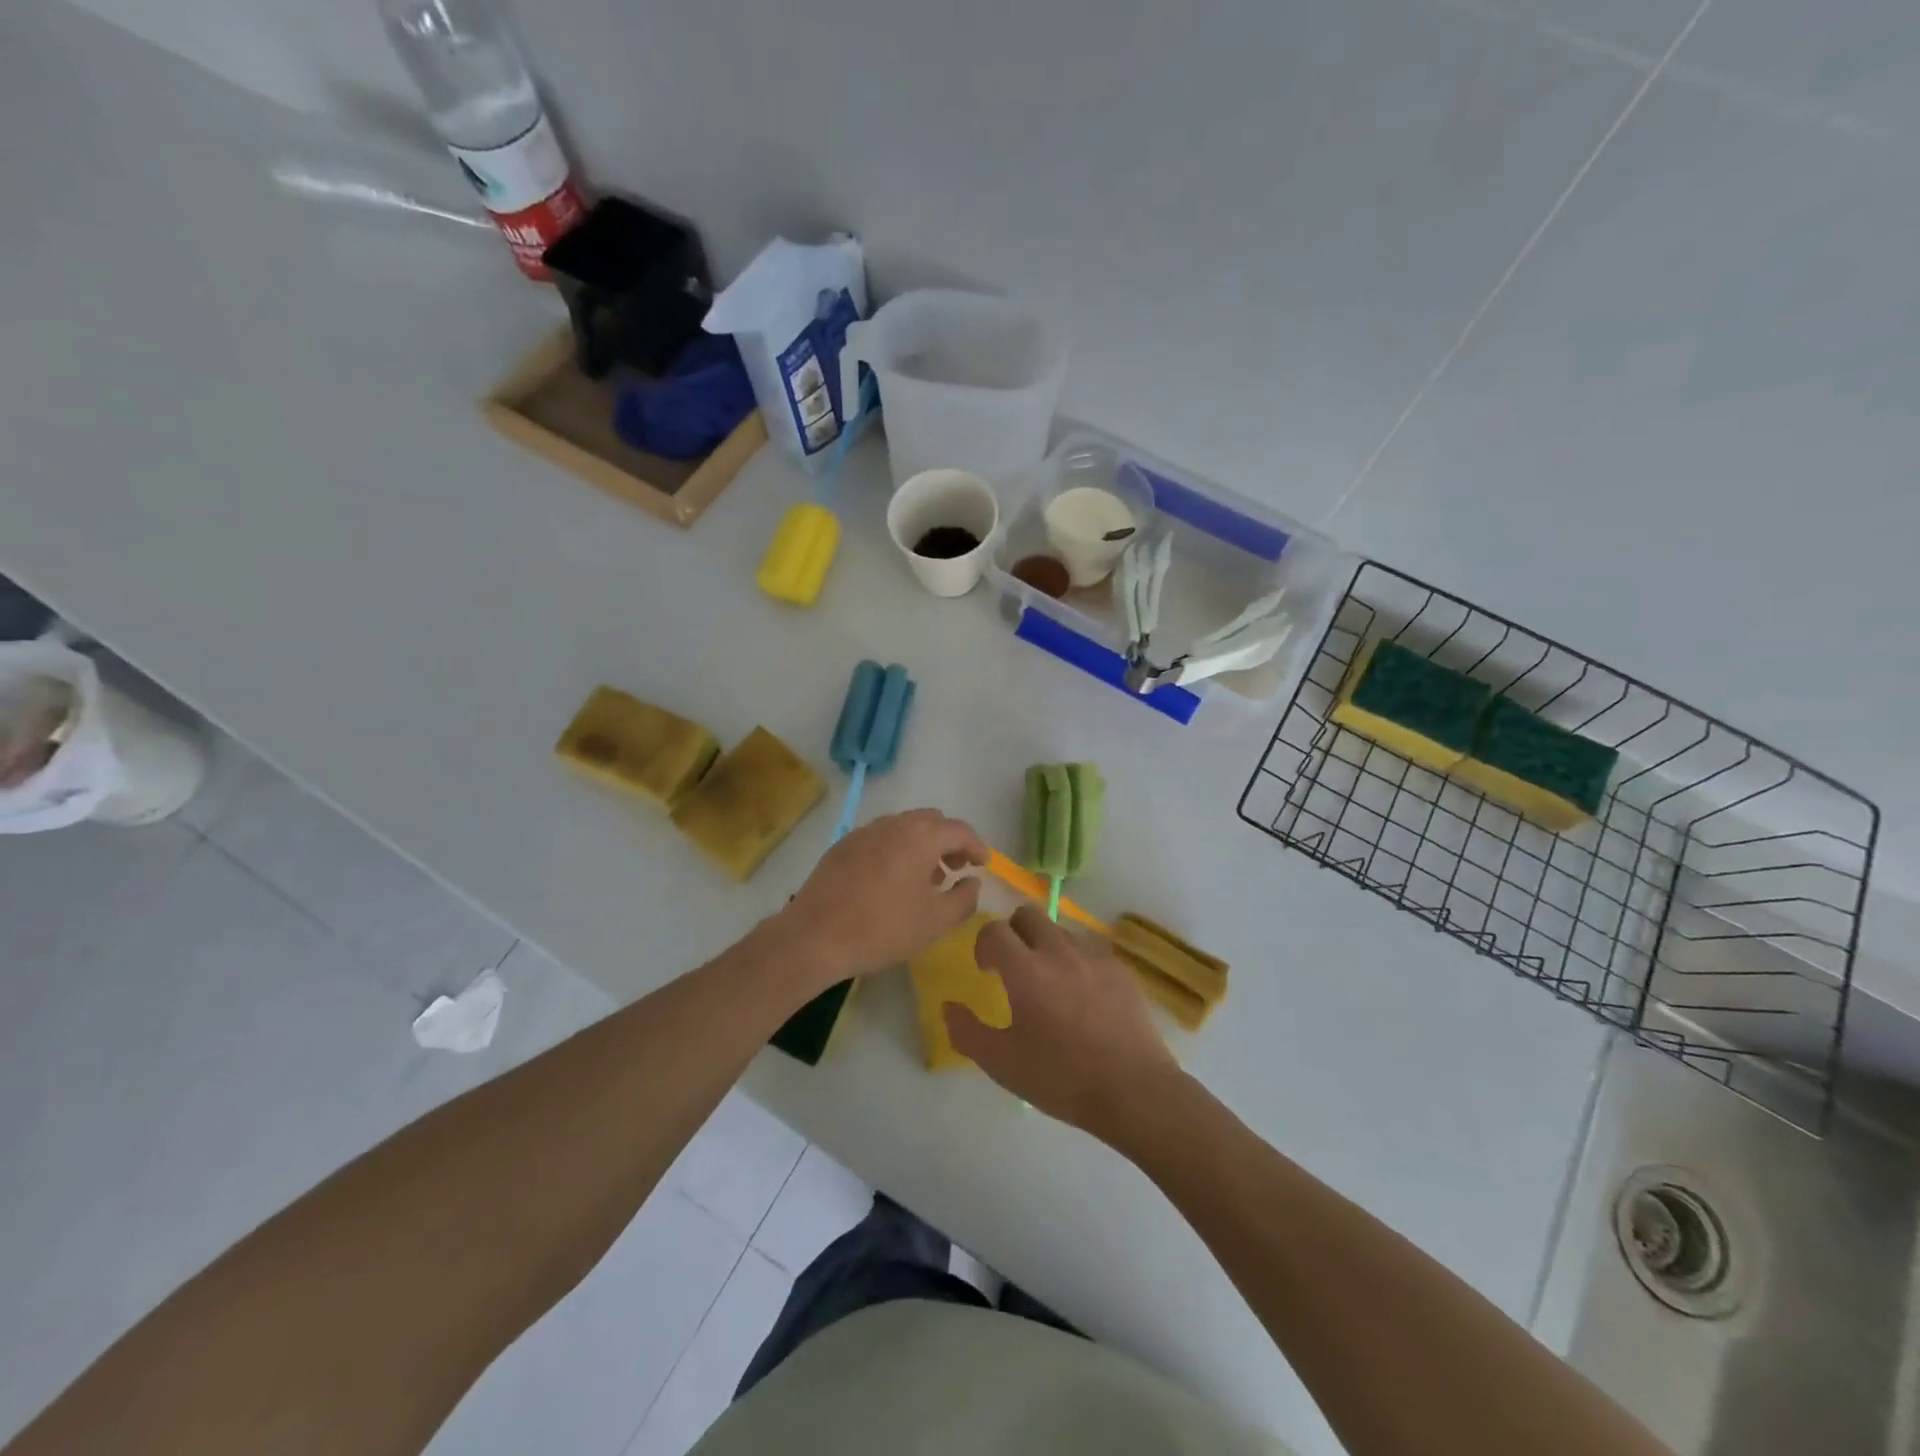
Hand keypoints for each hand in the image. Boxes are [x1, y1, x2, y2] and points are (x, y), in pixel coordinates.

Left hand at [778, 810, 987, 982]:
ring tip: (925, 878)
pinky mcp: (843, 846)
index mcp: (920, 837)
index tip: (983, 864)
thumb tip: (973, 882)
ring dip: (922, 844)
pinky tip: (891, 881)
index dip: (976, 846)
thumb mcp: (936, 922)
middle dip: (948, 840)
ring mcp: (864, 832)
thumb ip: (964, 898)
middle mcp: (893, 824)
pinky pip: (880, 838)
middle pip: (931, 821)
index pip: (959, 830)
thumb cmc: (883, 929)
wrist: (815, 936)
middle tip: (955, 868)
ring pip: (904, 827)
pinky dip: (896, 849)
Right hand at [944, 905, 1182, 1141]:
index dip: (984, 944)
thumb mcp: (1003, 1064)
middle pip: (1029, 914)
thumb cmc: (1062, 1078)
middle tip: (1014, 968)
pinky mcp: (1121, 970)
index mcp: (1026, 970)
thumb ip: (967, 1032)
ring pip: (1061, 930)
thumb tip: (948, 1006)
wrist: (1134, 1091)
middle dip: (1014, 933)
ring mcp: (1094, 957)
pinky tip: (1084, 999)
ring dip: (1046, 946)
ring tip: (1051, 985)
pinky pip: (1090, 951)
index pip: (995, 930)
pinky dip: (1077, 963)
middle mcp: (1059, 952)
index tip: (987, 970)